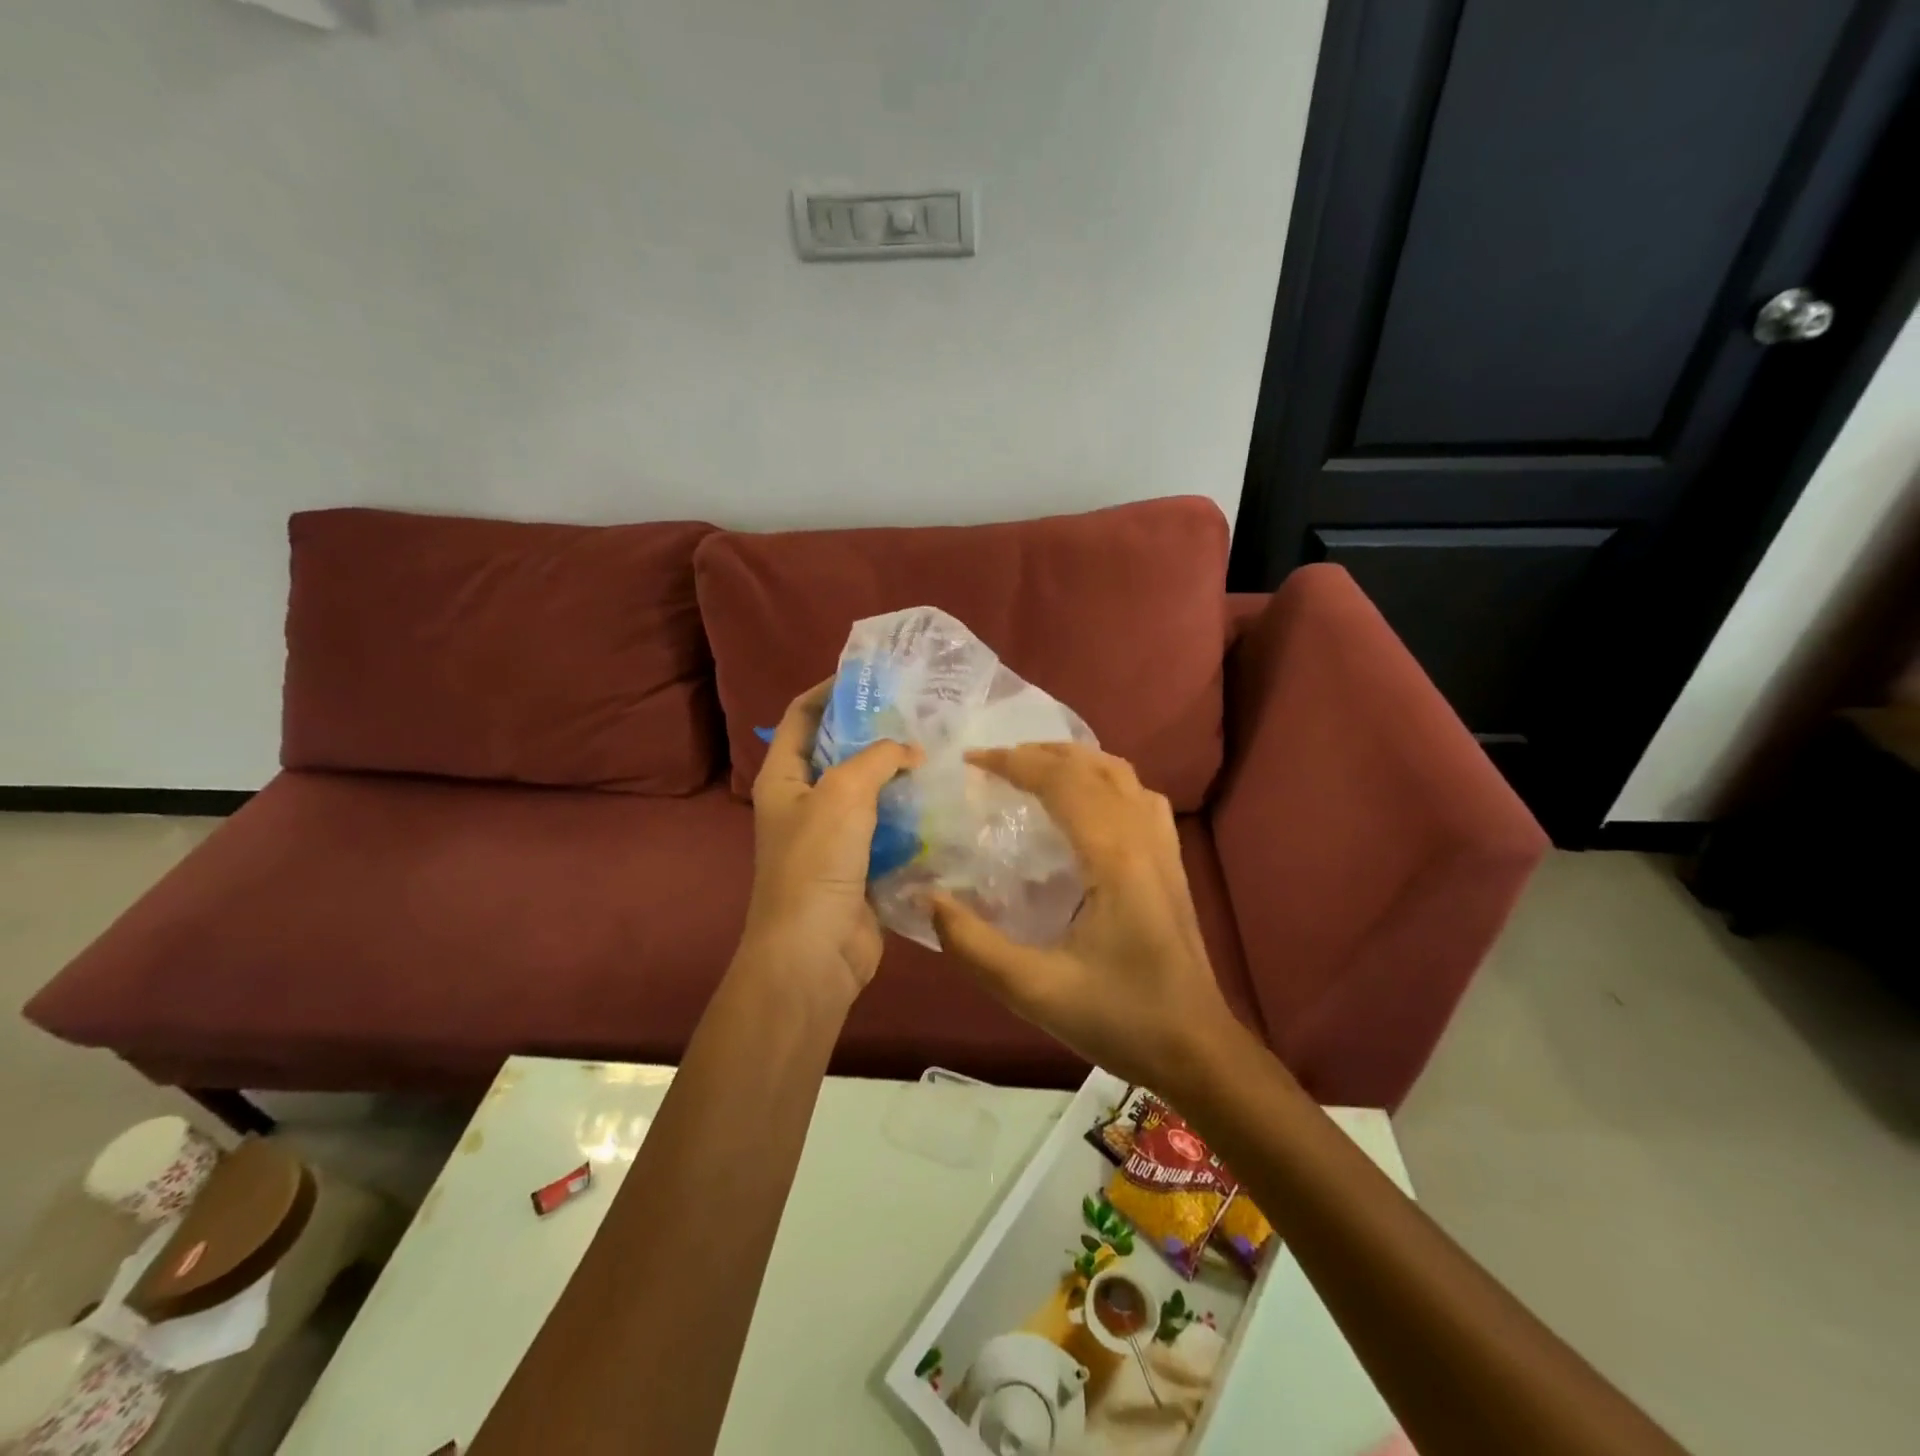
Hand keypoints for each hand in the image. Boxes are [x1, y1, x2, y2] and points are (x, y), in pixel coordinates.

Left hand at [740, 680, 921, 1006]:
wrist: (814, 952)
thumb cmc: (817, 863)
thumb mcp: (843, 794)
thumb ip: (878, 758)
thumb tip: (910, 751)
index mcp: (783, 778)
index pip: (800, 717)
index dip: (829, 691)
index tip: (871, 677)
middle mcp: (803, 802)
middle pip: (838, 752)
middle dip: (874, 732)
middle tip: (918, 714)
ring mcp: (830, 836)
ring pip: (867, 792)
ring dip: (896, 775)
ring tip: (937, 751)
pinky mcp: (858, 864)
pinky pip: (885, 828)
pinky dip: (908, 814)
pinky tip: (940, 800)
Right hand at [929, 743, 1245, 1094]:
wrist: (1198, 1049)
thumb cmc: (1120, 1018)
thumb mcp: (1035, 990)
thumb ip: (974, 945)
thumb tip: (928, 898)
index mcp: (1113, 856)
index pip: (1061, 781)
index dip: (1013, 762)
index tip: (971, 761)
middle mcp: (1142, 837)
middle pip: (1091, 766)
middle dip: (1039, 753)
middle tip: (993, 763)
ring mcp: (1164, 848)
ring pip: (1121, 775)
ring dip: (1074, 761)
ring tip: (1034, 770)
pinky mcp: (1172, 864)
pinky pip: (1140, 798)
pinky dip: (1105, 781)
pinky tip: (1087, 804)